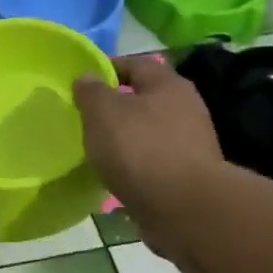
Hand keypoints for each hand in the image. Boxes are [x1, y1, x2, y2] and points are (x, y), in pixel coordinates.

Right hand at [73, 57, 229, 261]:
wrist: (183, 208)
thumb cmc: (140, 150)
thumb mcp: (103, 114)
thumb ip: (92, 92)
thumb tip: (87, 76)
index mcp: (168, 85)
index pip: (136, 64)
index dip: (109, 68)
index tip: (83, 82)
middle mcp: (185, 109)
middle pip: (146, 99)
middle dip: (117, 107)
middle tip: (87, 119)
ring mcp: (190, 144)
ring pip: (150, 133)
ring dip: (126, 139)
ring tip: (98, 151)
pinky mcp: (187, 176)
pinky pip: (154, 162)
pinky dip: (135, 165)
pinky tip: (117, 176)